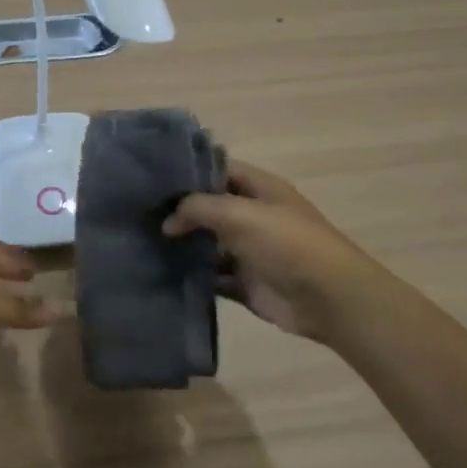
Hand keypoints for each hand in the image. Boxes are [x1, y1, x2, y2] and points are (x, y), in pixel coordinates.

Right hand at [162, 160, 378, 342]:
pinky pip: (213, 277)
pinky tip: (163, 274)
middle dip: (179, 211)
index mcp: (260, 189)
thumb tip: (167, 222)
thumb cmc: (286, 243)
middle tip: (139, 213)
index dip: (189, 172)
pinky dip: (193, 277)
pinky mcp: (245, 284)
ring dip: (183, 246)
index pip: (219, 170)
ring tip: (143, 244)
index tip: (152, 178)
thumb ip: (198, 208)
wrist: (327, 298)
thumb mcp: (239, 213)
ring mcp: (249, 251)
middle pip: (210, 208)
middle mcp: (254, 216)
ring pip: (208, 244)